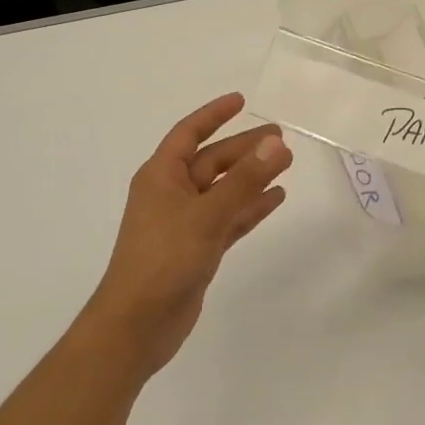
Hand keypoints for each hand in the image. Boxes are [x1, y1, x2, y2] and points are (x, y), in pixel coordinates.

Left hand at [78, 93, 291, 376]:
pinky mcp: (198, 249)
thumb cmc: (164, 259)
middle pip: (212, 161)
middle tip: (281, 137)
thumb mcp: (206, 214)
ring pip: (224, 190)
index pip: (189, 134)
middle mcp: (171, 194)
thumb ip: (244, 180)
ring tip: (286, 163)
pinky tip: (275, 199)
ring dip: (252, 177)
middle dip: (244, 148)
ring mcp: (185, 223)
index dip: (214, 115)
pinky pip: (229, 218)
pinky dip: (250, 208)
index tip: (241, 100)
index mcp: (161, 176)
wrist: (137, 325)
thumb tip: (276, 143)